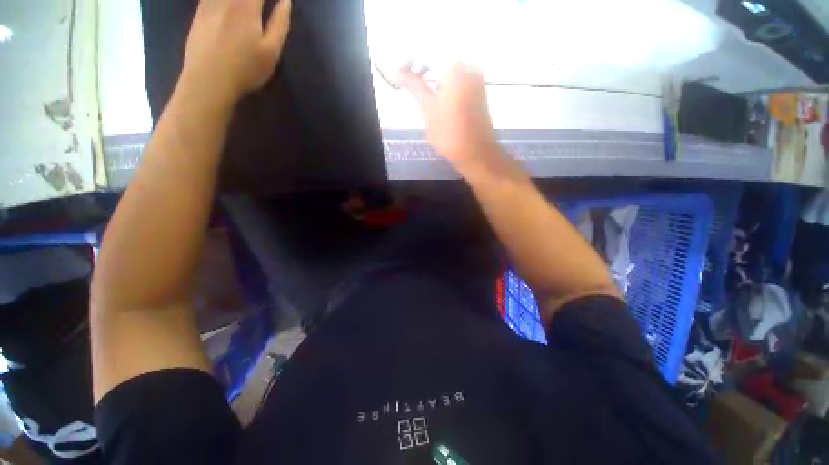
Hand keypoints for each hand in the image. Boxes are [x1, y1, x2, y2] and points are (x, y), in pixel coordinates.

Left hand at [181, 0, 291, 105]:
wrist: (209, 79)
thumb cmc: (245, 69)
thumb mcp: (270, 52)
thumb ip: (279, 24)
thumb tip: (286, 2)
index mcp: (246, 5)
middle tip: (259, 5)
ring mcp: (209, 3)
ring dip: (240, 0)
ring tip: (247, 6)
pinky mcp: (198, 12)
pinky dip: (221, 1)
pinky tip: (227, 6)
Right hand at [398, 63, 499, 169]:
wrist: (477, 153)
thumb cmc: (451, 134)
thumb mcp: (429, 110)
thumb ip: (414, 86)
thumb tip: (399, 71)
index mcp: (456, 67)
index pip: (428, 53)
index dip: (411, 61)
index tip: (400, 73)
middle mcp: (469, 66)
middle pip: (439, 59)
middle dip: (423, 69)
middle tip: (409, 81)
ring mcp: (476, 78)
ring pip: (448, 70)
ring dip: (433, 77)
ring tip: (421, 90)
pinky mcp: (478, 91)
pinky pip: (458, 79)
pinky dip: (445, 84)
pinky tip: (437, 96)